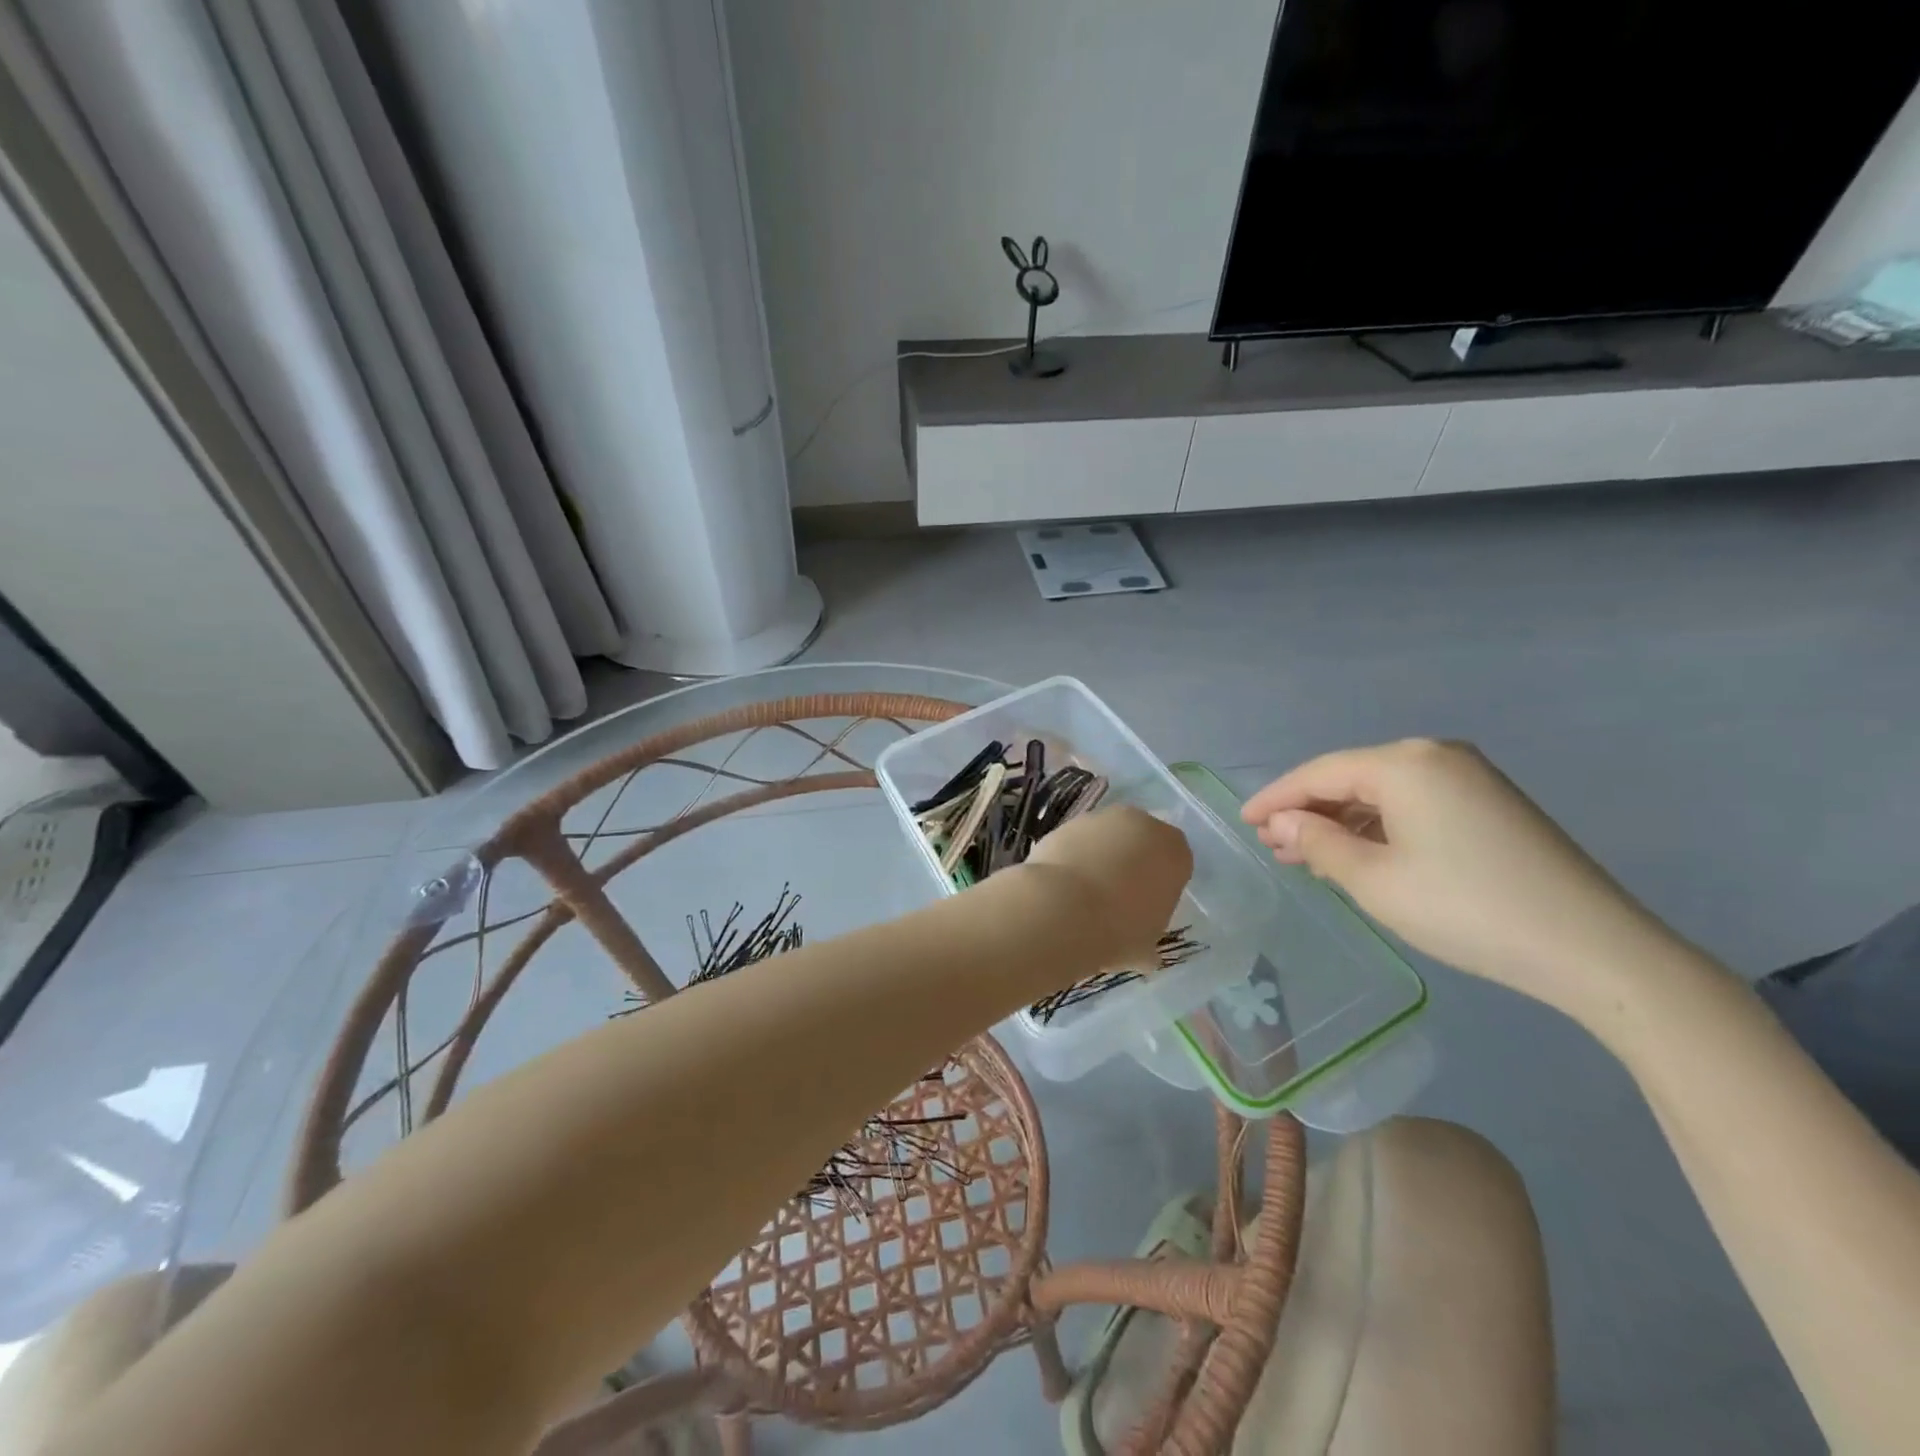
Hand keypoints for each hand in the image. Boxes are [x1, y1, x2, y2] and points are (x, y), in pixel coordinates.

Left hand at [1022, 805, 1192, 968]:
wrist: (1062, 908)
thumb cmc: (1118, 929)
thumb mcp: (1145, 947)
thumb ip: (1148, 941)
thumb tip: (1144, 955)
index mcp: (1174, 850)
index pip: (1176, 863)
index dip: (1161, 886)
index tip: (1146, 909)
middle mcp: (1141, 824)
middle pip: (1141, 843)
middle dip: (1132, 865)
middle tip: (1116, 901)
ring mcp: (1101, 818)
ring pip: (1107, 839)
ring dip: (1100, 859)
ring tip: (1083, 897)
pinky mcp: (1066, 822)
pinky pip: (1077, 842)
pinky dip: (1073, 859)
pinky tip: (1062, 887)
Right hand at [1241, 739, 1680, 1017]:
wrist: (1593, 948)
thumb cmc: (1466, 909)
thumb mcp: (1375, 881)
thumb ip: (1319, 843)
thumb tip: (1284, 822)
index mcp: (1404, 763)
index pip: (1320, 773)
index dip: (1276, 798)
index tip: (1243, 822)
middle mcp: (1436, 755)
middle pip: (1351, 777)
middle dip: (1308, 811)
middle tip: (1273, 845)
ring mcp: (1470, 777)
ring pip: (1382, 792)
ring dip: (1342, 821)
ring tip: (1307, 854)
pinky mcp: (1491, 803)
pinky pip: (1414, 804)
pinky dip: (1379, 826)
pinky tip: (1359, 854)